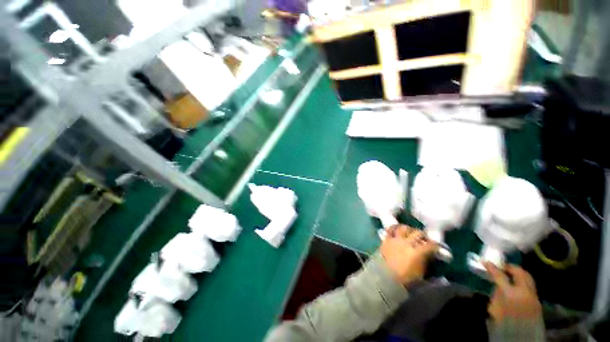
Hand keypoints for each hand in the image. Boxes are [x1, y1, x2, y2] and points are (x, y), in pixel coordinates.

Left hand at [380, 225, 437, 285]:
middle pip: (418, 233)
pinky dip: (394, 228)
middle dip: (423, 235)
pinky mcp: (386, 239)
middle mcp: (407, 242)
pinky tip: (397, 229)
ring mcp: (396, 239)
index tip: (436, 247)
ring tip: (410, 232)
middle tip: (424, 239)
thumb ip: (427, 263)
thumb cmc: (405, 279)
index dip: (435, 246)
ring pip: (403, 228)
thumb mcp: (421, 274)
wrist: (386, 277)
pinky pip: (390, 229)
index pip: (430, 245)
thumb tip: (431, 258)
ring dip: (408, 229)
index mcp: (418, 252)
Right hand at [485, 263, 541, 322]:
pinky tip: (517, 286)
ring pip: (528, 279)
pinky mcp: (537, 301)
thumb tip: (496, 284)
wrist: (521, 335)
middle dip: (511, 268)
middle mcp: (525, 292)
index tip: (485, 262)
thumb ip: (496, 294)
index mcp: (511, 293)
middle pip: (520, 273)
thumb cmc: (504, 322)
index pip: (500, 275)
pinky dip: (523, 283)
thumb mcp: (495, 308)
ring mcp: (533, 296)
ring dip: (519, 275)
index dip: (492, 268)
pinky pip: (530, 287)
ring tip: (510, 274)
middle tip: (502, 266)